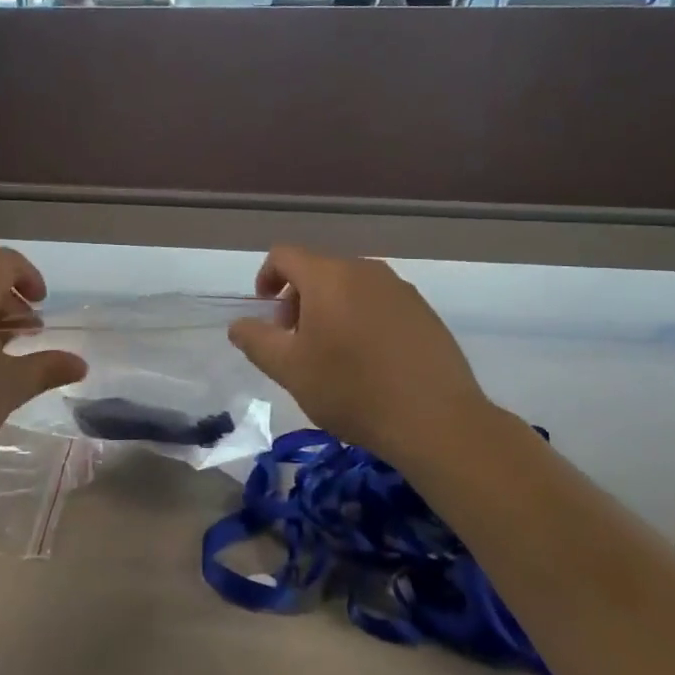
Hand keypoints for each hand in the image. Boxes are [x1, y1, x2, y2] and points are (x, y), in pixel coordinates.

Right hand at [227, 246, 501, 469]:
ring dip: (330, 309)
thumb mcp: (289, 370)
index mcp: (328, 276)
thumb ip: (256, 340)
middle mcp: (365, 270)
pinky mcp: (424, 310)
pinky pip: (379, 302)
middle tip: (296, 342)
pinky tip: (369, 360)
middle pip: (318, 270)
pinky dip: (362, 318)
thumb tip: (239, 325)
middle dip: (298, 299)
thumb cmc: (351, 390)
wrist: (435, 419)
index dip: (266, 277)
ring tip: (332, 354)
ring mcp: (399, 288)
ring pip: (350, 286)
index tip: (266, 313)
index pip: (284, 255)